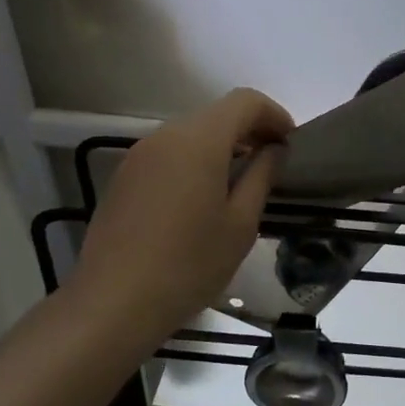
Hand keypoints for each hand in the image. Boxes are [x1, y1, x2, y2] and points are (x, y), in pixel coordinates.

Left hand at [67, 89, 291, 345]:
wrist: (113, 303)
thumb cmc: (189, 265)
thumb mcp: (241, 224)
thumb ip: (262, 175)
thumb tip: (275, 149)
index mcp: (199, 141)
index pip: (245, 101)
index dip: (274, 115)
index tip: (291, 143)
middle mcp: (165, 135)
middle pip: (216, 114)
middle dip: (249, 130)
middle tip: (271, 163)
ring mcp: (139, 155)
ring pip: (190, 134)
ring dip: (221, 147)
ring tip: (239, 183)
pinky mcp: (123, 177)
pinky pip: (168, 154)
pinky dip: (194, 161)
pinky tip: (201, 200)